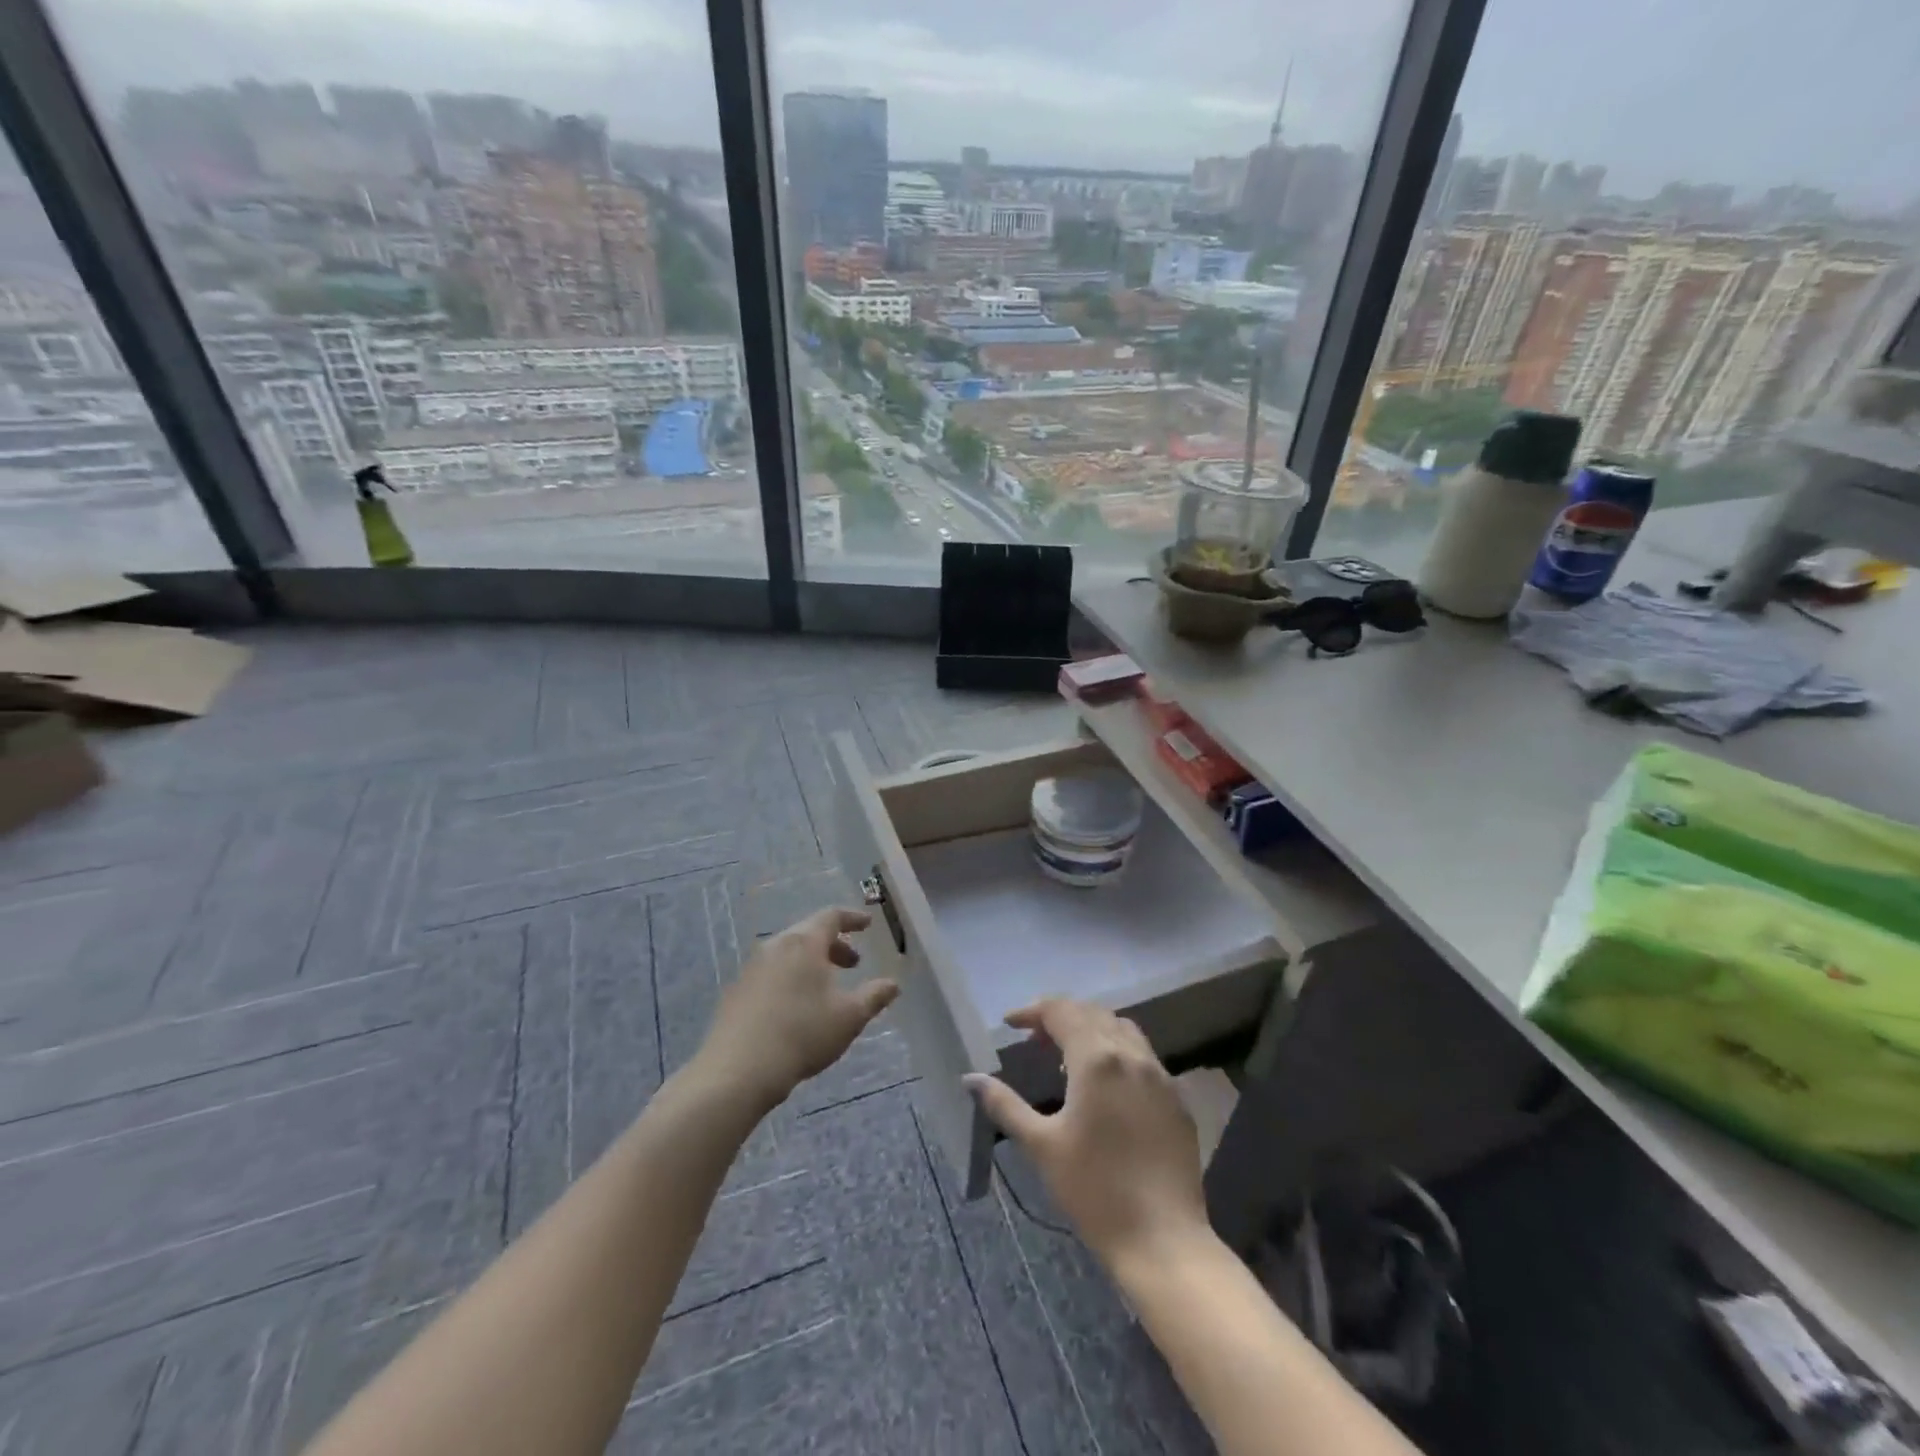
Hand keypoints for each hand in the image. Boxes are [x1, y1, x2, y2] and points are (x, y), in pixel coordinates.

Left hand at [698, 907, 899, 1108]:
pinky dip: (791, 977)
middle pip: (809, 933)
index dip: (852, 918)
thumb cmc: (802, 1034)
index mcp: (804, 943)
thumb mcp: (849, 1017)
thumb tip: (893, 984)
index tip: (867, 924)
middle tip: (853, 964)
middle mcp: (776, 946)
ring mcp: (752, 968)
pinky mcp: (737, 991)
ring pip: (788, 953)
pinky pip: (771, 972)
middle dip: (834, 944)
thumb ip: (874, 996)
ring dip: (812, 962)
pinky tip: (797, 1007)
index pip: (832, 916)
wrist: (737, 1070)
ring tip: (827, 987)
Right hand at [967, 998, 1208, 1270]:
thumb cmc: (1094, 1191)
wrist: (1163, 1240)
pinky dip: (1119, 1053)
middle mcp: (1132, 1055)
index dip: (1032, 1012)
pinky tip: (1107, 1086)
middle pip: (1092, 1014)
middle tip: (1034, 1041)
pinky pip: (1144, 1057)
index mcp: (1097, 1059)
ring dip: (1092, 1030)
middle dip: (1061, 1018)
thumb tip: (970, 1078)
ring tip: (1068, 1058)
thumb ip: (1005, 1105)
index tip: (1010, 1024)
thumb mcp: (1041, 1146)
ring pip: (1122, 1030)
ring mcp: (1161, 1075)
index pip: (1061, 1012)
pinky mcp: (1178, 1099)